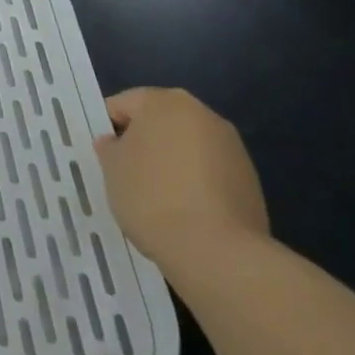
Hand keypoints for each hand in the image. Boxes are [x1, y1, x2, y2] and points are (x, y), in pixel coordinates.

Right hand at [92, 87, 268, 280]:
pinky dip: (195, 185)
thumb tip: (114, 142)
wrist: (216, 252)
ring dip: (171, 164)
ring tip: (157, 199)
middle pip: (160, 122)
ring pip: (187, 148)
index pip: (124, 104)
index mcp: (165, 101)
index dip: (108, 129)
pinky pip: (209, 173)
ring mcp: (232, 147)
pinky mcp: (250, 180)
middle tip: (126, 176)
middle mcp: (203, 114)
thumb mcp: (112, 169)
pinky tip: (184, 213)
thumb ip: (109, 148)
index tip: (103, 158)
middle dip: (143, 144)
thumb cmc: (152, 196)